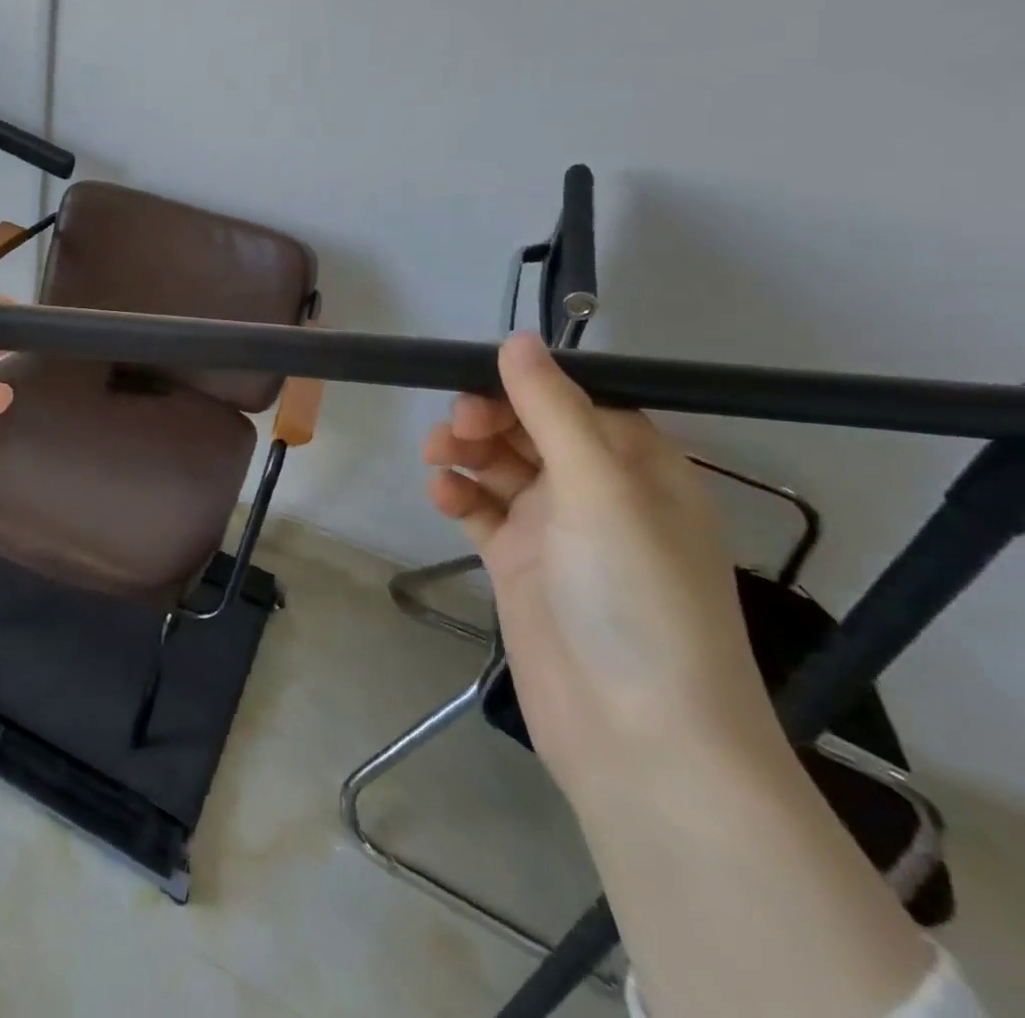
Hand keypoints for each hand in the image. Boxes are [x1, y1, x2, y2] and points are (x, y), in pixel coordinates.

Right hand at [422, 333, 780, 791]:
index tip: (472, 382)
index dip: (524, 387)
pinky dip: (459, 497)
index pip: (575, 401)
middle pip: (530, 430)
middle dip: (487, 419)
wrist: (638, 736)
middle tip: (455, 430)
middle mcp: (599, 492)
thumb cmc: (635, 598)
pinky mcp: (519, 565)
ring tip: (436, 459)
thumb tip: (516, 338)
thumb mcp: (599, 490)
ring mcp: (556, 531)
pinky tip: (441, 497)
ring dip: (465, 454)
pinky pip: (481, 512)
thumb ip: (552, 410)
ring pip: (499, 467)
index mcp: (639, 467)